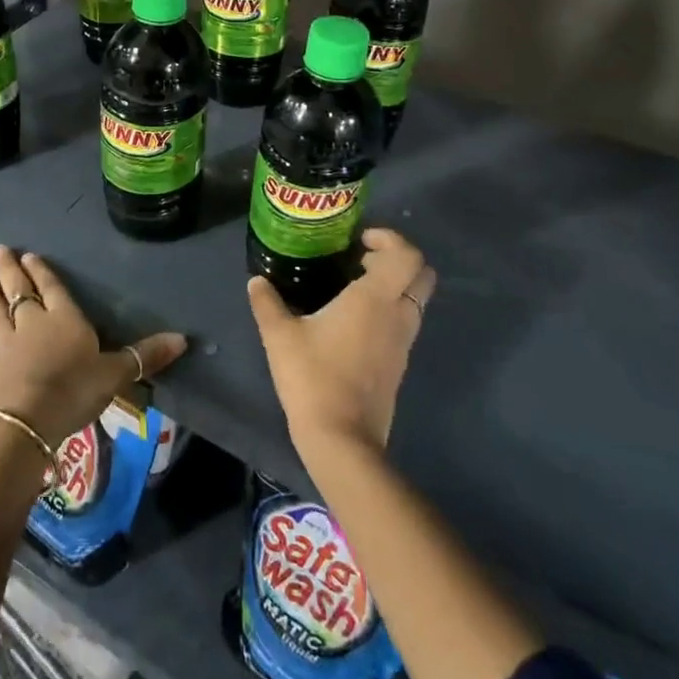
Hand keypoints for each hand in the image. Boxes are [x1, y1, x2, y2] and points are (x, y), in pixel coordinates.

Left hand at [0, 246, 185, 446]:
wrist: (27, 422)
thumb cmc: (75, 389)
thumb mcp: (117, 373)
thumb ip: (145, 355)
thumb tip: (184, 338)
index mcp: (64, 318)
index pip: (52, 288)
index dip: (41, 271)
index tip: (28, 255)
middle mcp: (31, 324)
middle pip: (19, 291)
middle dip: (9, 270)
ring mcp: (5, 346)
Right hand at [248, 227, 434, 461]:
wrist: (342, 439)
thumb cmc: (313, 377)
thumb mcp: (280, 335)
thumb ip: (267, 302)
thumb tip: (256, 281)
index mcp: (375, 299)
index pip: (407, 255)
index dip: (390, 239)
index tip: (361, 240)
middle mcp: (398, 314)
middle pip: (422, 274)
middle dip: (398, 258)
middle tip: (362, 259)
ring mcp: (403, 342)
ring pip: (416, 299)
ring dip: (395, 284)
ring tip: (354, 287)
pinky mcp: (400, 364)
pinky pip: (406, 322)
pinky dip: (391, 308)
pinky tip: (355, 320)